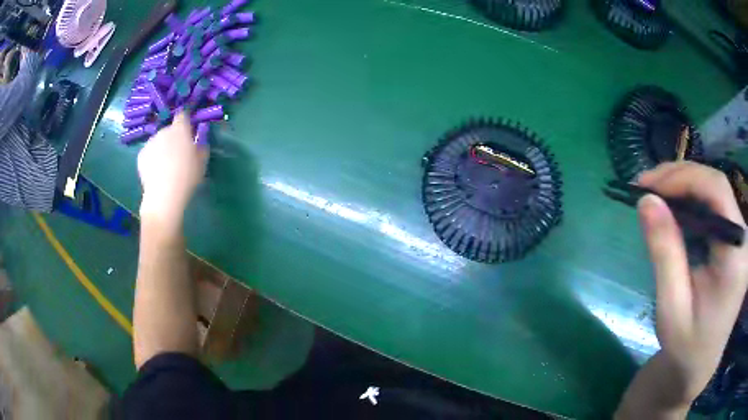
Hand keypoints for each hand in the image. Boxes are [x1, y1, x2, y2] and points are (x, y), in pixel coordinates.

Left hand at [137, 113, 207, 224]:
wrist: (163, 195)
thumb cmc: (187, 177)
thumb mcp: (202, 162)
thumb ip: (201, 146)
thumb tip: (198, 141)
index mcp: (180, 129)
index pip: (182, 115)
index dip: (185, 121)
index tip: (188, 130)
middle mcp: (164, 131)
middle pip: (169, 130)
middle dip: (173, 138)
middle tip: (178, 154)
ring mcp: (150, 142)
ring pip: (158, 141)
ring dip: (162, 148)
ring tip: (165, 165)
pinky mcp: (141, 155)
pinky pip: (149, 152)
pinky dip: (153, 158)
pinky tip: (156, 171)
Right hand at [633, 162, 747, 408]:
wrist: (699, 365)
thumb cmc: (685, 346)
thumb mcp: (671, 308)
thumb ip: (665, 253)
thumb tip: (646, 201)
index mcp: (736, 258)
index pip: (717, 192)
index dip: (683, 177)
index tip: (647, 184)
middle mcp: (743, 240)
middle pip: (717, 186)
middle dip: (681, 178)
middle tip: (646, 186)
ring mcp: (741, 238)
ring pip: (716, 191)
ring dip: (685, 186)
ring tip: (656, 195)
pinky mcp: (736, 239)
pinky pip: (716, 206)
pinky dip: (693, 200)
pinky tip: (676, 208)